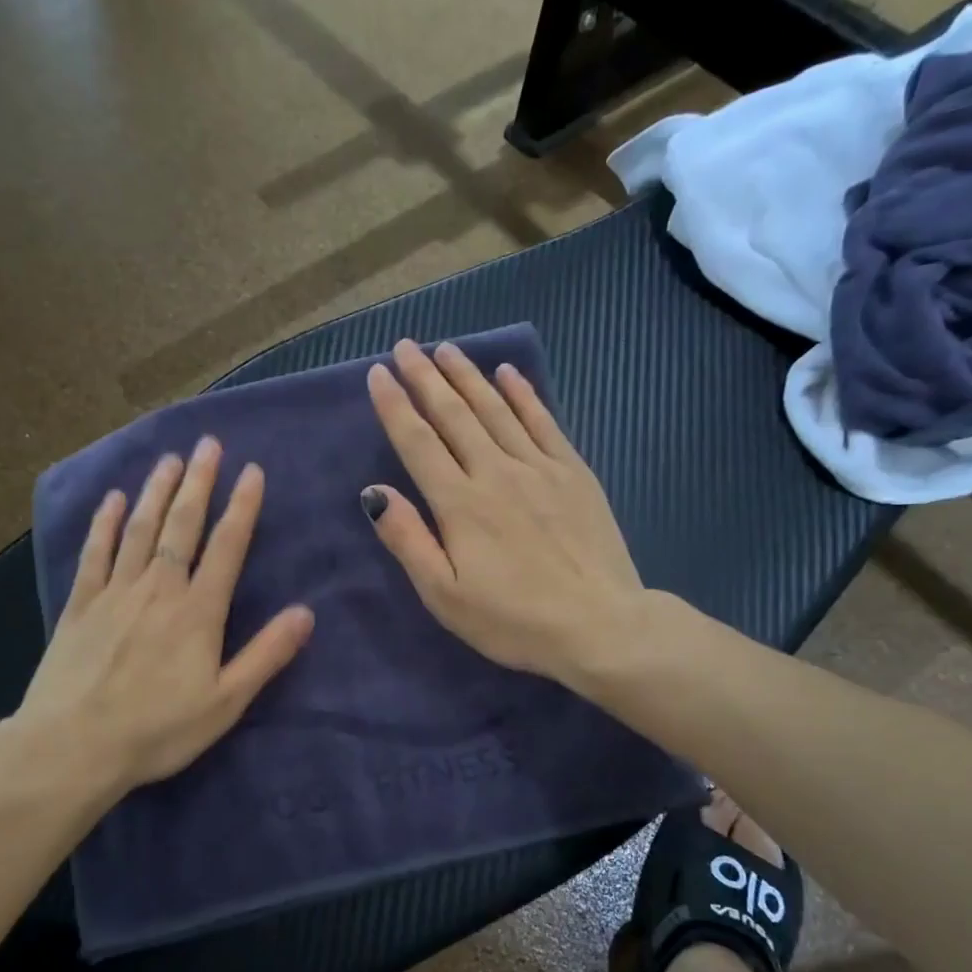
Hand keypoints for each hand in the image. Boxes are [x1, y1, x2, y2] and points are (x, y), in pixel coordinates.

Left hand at [17, 438, 314, 796]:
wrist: (73, 746)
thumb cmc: (158, 730)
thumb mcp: (225, 702)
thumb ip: (266, 655)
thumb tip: (306, 613)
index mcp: (198, 611)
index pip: (227, 546)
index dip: (242, 506)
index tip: (252, 470)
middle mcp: (158, 588)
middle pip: (182, 525)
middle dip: (198, 482)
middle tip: (209, 444)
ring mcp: (115, 592)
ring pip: (139, 529)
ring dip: (156, 491)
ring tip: (170, 459)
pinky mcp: (80, 604)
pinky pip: (95, 552)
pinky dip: (104, 522)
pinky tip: (112, 499)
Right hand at [362, 340, 653, 694]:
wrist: (598, 625)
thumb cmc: (512, 619)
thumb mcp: (444, 595)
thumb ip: (408, 540)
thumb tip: (373, 492)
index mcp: (459, 503)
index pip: (417, 442)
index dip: (395, 405)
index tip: (377, 373)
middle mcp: (495, 472)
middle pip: (454, 414)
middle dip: (425, 378)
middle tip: (406, 346)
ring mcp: (539, 467)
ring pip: (495, 409)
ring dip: (467, 376)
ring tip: (446, 349)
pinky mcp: (573, 473)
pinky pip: (543, 421)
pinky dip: (523, 394)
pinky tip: (509, 373)